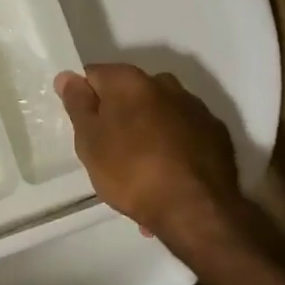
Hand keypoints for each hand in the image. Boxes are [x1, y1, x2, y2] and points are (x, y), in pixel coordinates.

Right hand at [53, 64, 243, 246]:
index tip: (84, 127)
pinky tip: (169, 176)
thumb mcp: (90, 141)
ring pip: (160, 113)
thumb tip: (68, 76)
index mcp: (130, 81)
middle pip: (131, 93)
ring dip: (148, 131)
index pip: (95, 75)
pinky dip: (174, 147)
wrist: (196, 209)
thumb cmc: (131, 172)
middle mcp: (166, 84)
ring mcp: (196, 108)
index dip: (85, 99)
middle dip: (120, 115)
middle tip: (109, 151)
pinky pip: (184, 134)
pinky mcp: (217, 133)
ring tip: (142, 171)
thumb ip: (78, 104)